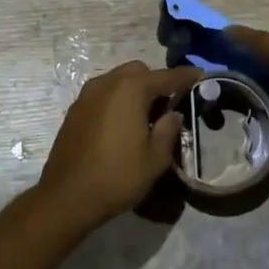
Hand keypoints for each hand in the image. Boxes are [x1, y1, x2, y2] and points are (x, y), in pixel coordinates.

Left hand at [36, 62, 202, 231]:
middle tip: (170, 104)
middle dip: (157, 82)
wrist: (67, 197)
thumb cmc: (117, 176)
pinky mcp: (75, 110)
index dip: (186, 76)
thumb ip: (169, 129)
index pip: (166, 76)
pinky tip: (123, 124)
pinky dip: (117, 100)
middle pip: (139, 71)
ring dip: (135, 90)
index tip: (201, 76)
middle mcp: (107, 83)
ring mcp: (87, 95)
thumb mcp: (155, 158)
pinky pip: (103, 94)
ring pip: (118, 80)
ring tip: (146, 116)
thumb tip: (173, 113)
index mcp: (131, 89)